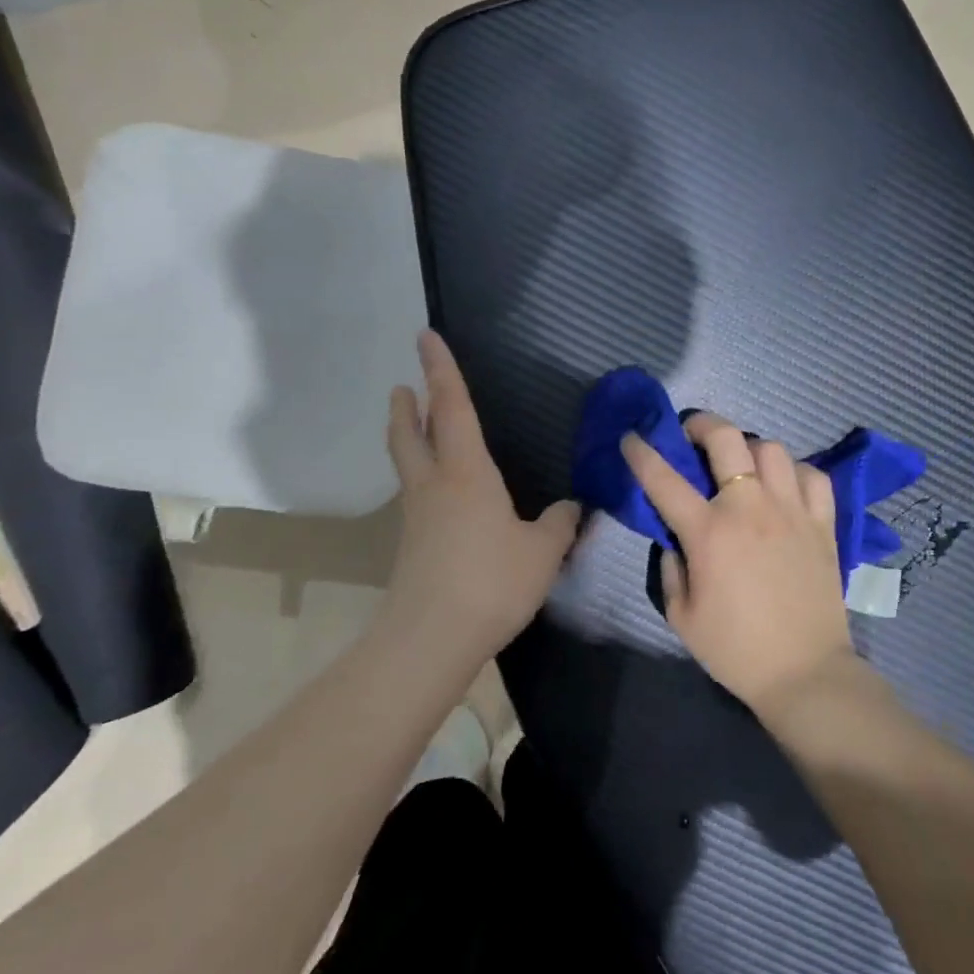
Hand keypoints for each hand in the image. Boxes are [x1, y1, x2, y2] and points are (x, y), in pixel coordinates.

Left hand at [384, 331, 579, 660]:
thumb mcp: (542, 552)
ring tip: (411, 425)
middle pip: (411, 433)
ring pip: (407, 463)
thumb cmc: (491, 582)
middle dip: (406, 405)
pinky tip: (440, 495)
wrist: (432, 638)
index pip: (452, 408)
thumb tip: (571, 507)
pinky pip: (415, 495)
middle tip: (401, 385)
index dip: (441, 370)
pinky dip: (420, 477)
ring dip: (406, 436)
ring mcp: (417, 515)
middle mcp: (435, 485)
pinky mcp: (412, 544)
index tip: (426, 336)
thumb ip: (559, 523)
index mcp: (467, 473)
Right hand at [621, 413, 856, 718]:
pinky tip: (784, 486)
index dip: (642, 453)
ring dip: (750, 448)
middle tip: (693, 434)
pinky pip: (813, 476)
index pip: (664, 479)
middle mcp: (750, 508)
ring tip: (742, 464)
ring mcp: (792, 511)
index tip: (631, 437)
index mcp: (709, 532)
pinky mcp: (823, 524)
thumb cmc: (735, 650)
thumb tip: (676, 540)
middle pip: (726, 439)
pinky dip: (795, 472)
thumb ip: (671, 569)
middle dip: (702, 424)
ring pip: (772, 449)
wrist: (805, 672)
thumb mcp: (682, 617)